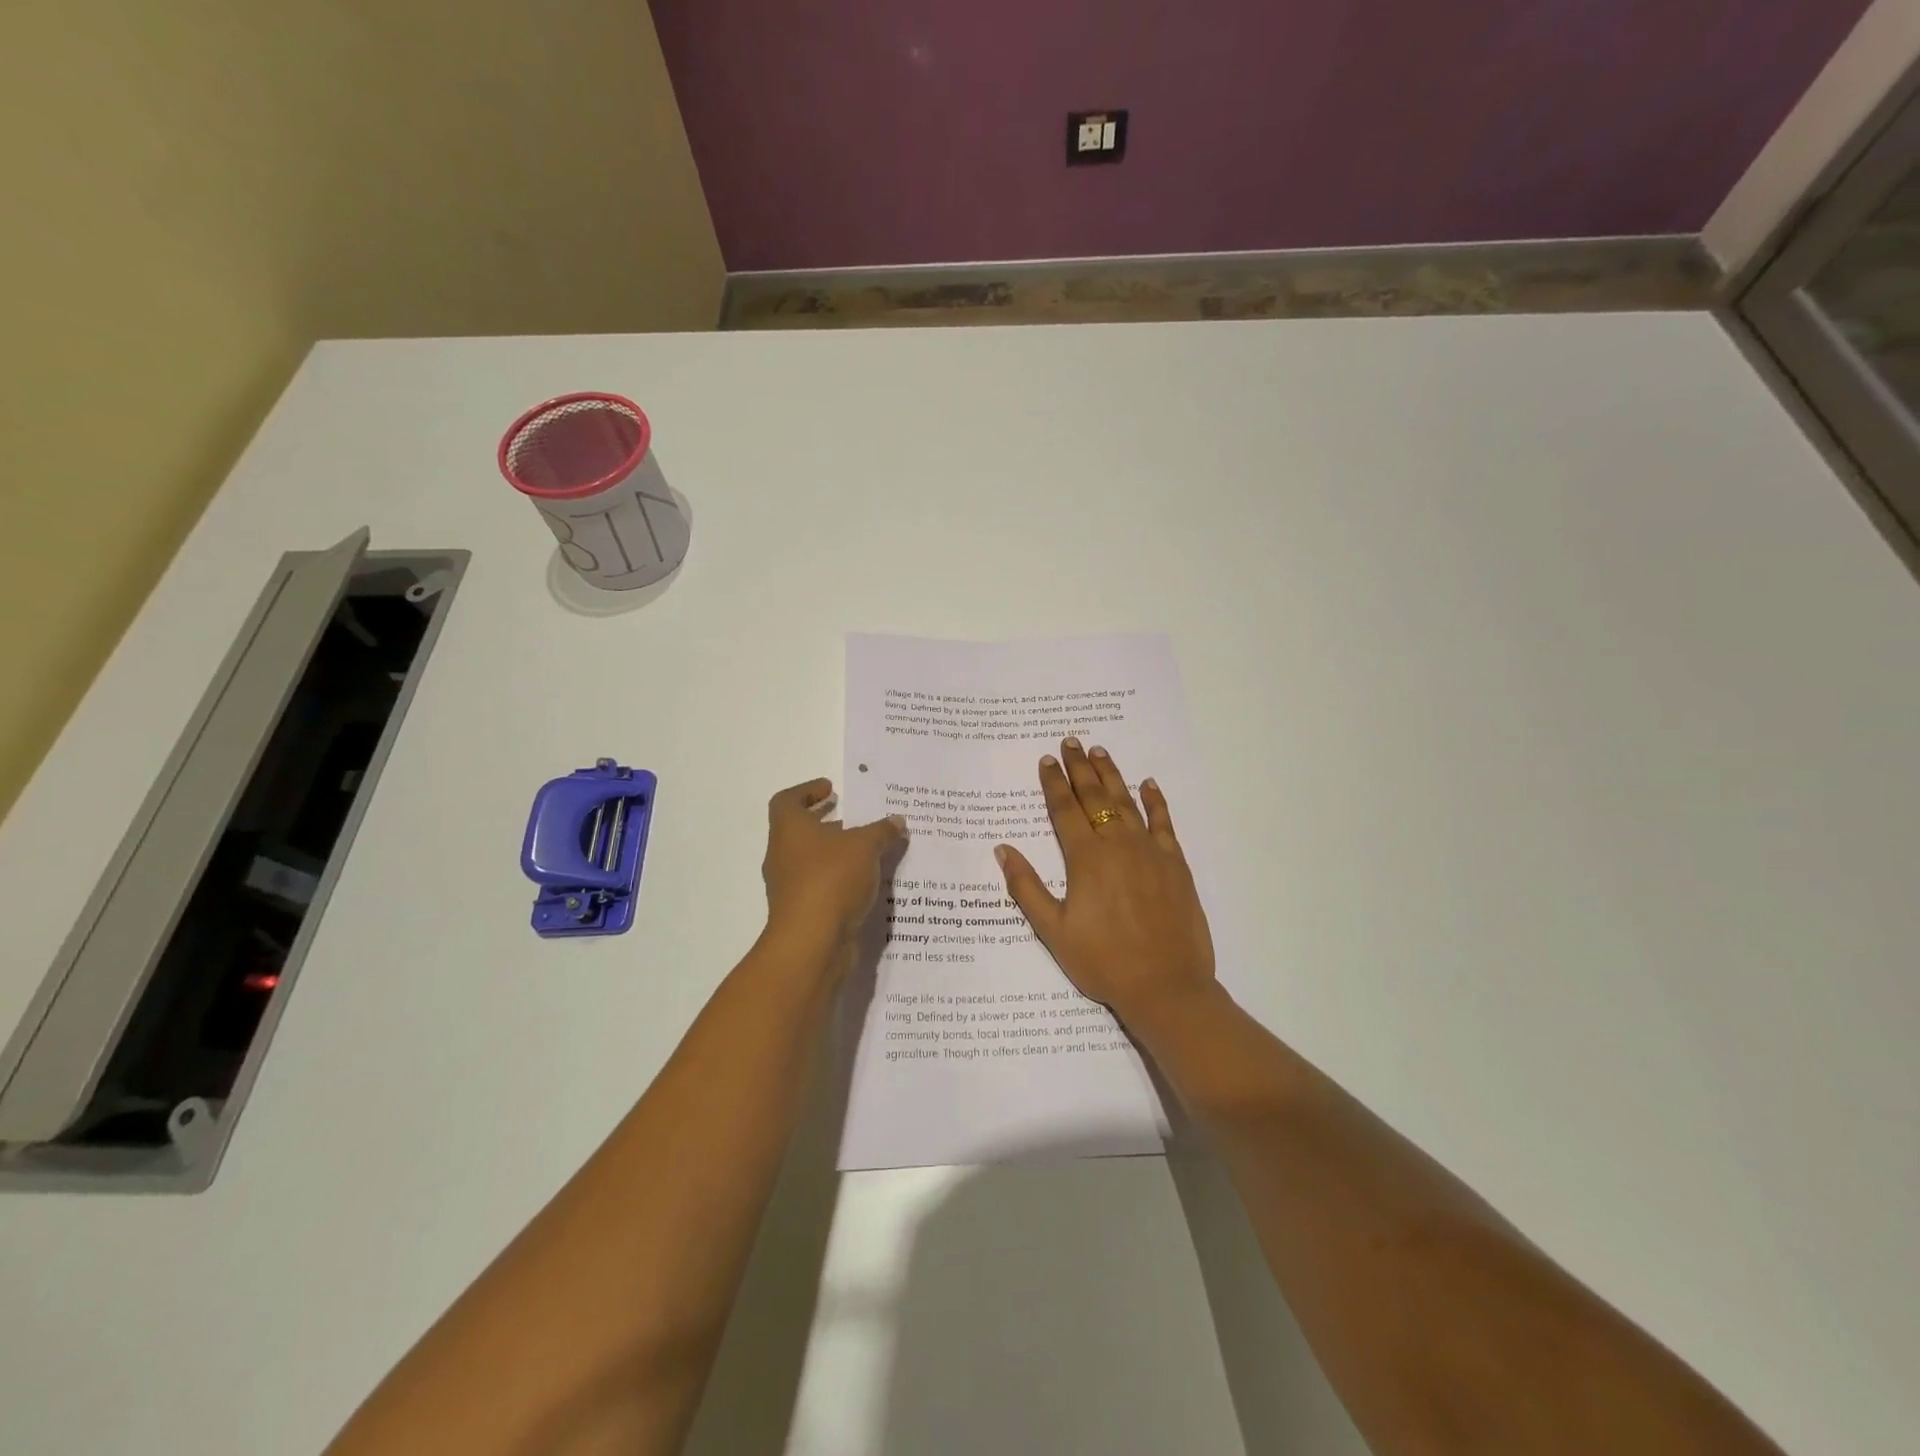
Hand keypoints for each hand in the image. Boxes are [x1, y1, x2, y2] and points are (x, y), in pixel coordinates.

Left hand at [762, 778, 906, 967]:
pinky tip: (869, 882)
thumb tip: (897, 820)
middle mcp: (783, 855)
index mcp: (789, 830)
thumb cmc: (831, 879)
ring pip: (813, 861)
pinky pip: (822, 887)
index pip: (787, 801)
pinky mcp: (802, 912)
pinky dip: (841, 880)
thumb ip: (882, 831)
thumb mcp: (865, 847)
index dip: (806, 791)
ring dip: (838, 854)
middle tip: (856, 819)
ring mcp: (790, 887)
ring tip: (871, 851)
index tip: (830, 789)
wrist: (812, 942)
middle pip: (801, 832)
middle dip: (829, 824)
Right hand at [995, 739, 1215, 1023]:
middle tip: (1071, 741)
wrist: (1166, 986)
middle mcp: (1117, 844)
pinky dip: (1156, 801)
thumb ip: (1026, 887)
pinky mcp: (1176, 864)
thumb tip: (1002, 850)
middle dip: (1080, 768)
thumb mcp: (1053, 931)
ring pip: (1127, 802)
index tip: (1047, 759)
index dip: (1053, 783)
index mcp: (1086, 858)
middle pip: (1095, 797)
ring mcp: (1150, 851)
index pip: (1064, 810)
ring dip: (1112, 775)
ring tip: (1099, 752)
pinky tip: (1149, 784)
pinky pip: (1164, 823)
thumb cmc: (1103, 961)